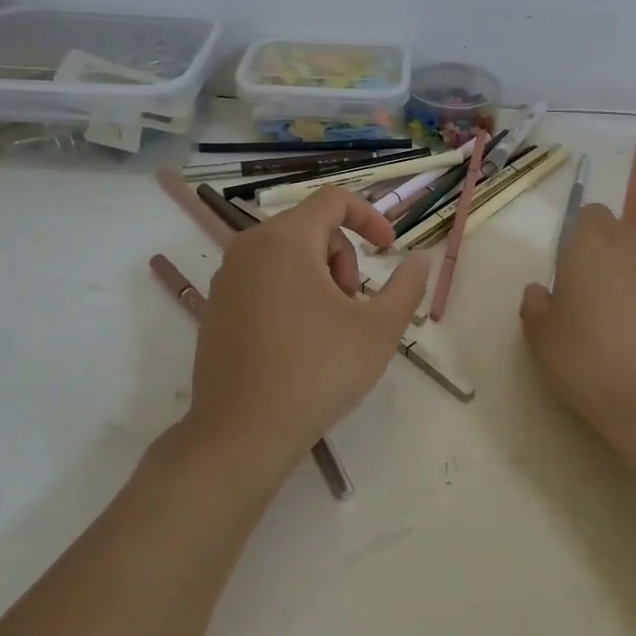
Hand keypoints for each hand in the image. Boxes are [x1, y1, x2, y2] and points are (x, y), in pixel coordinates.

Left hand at [189, 188, 429, 482]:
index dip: (370, 217)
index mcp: (285, 240)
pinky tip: (299, 342)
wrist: (240, 435)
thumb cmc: (316, 373)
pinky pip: (264, 278)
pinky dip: (291, 293)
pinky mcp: (216, 307)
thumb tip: (419, 259)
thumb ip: (407, 286)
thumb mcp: (378, 330)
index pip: (334, 200)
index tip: (389, 250)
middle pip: (312, 228)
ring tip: (330, 329)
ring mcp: (227, 277)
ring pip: (288, 255)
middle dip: (344, 260)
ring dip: (320, 278)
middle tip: (354, 308)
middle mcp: (248, 247)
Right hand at [520, 205, 635, 485]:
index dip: (577, 236)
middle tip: (589, 293)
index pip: (588, 214)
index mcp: (592, 243)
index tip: (568, 269)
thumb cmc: (591, 360)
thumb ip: (535, 307)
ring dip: (631, 274)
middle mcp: (634, 244)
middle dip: (604, 252)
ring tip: (619, 315)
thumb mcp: (542, 339)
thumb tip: (539, 291)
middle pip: (618, 232)